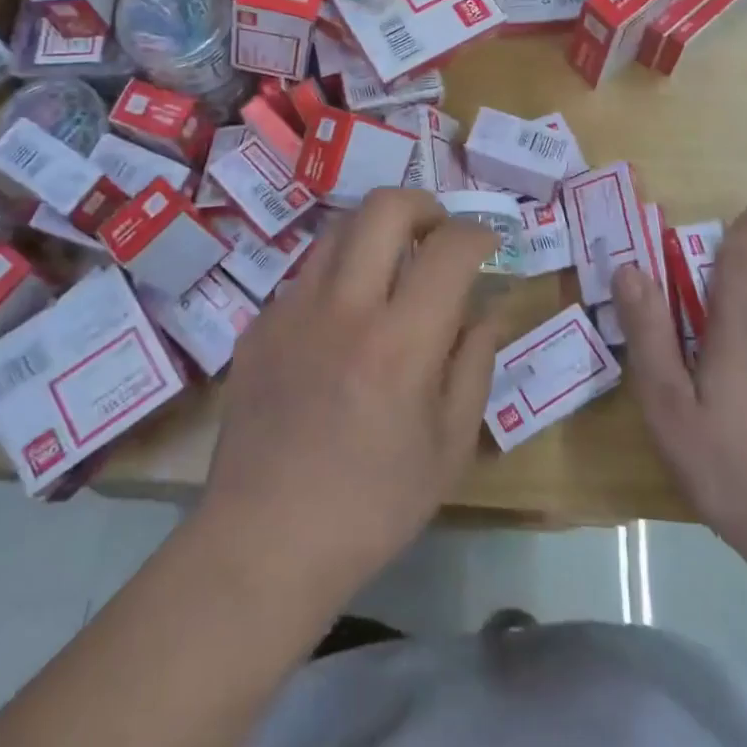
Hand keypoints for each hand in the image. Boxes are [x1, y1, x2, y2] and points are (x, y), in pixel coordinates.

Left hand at [199, 189, 502, 607]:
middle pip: (384, 207)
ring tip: (392, 267)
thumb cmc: (372, 507)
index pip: (450, 248)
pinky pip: (308, 274)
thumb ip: (474, 364)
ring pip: (340, 229)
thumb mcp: (448, 447)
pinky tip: (344, 320)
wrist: (263, 542)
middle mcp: (344, 308)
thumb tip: (486, 310)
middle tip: (437, 232)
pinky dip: (340, 274)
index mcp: (401, 343)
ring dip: (377, 232)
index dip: (478, 233)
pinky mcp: (260, 325)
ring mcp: (293, 310)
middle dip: (423, 204)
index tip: (486, 244)